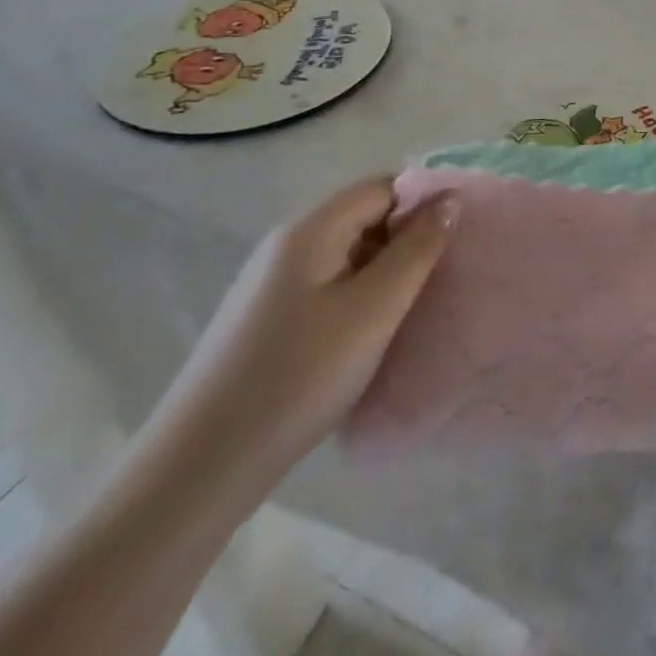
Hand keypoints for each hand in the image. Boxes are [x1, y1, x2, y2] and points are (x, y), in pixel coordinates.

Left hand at [143, 178, 455, 497]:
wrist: (200, 467)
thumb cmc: (299, 376)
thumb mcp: (375, 309)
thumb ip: (418, 249)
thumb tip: (449, 199)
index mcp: (311, 229)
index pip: (382, 187)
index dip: (423, 204)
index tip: (455, 240)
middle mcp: (287, 244)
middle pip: (364, 217)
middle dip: (406, 239)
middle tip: (438, 279)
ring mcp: (271, 283)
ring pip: (347, 254)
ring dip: (384, 272)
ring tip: (410, 309)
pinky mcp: (265, 319)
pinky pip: (327, 285)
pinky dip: (357, 297)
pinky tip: (367, 335)